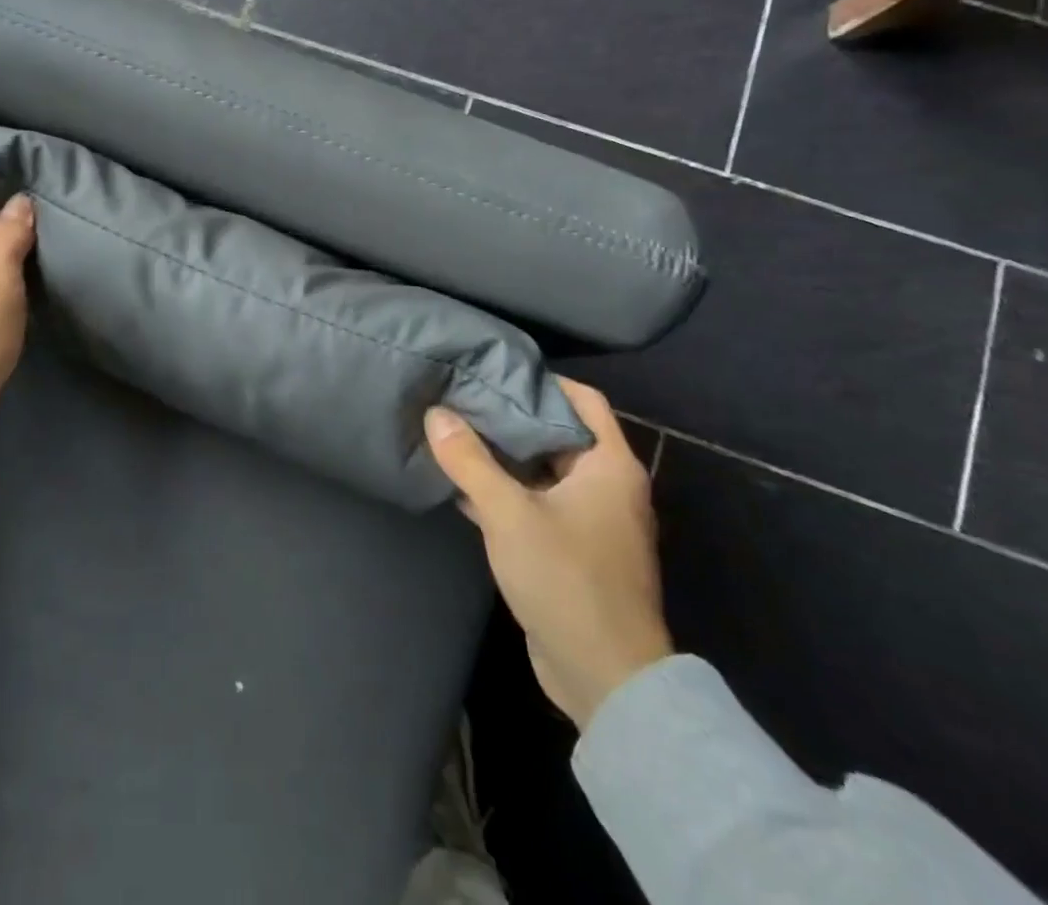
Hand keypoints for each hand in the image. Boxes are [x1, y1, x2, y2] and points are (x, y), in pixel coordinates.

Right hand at [426, 379, 671, 730]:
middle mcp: (607, 487)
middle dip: (512, 417)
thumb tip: (437, 413)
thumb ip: (470, 461)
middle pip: (558, 433)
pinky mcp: (571, 550)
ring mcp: (591, 521)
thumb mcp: (509, 513)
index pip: (583, 400)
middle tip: (465, 397)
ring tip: (455, 432)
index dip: (543, 380)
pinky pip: (536, 504)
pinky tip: (461, 485)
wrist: (604, 677)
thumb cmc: (566, 579)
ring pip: (543, 471)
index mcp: (610, 466)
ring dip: (504, 457)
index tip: (497, 369)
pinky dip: (505, 492)